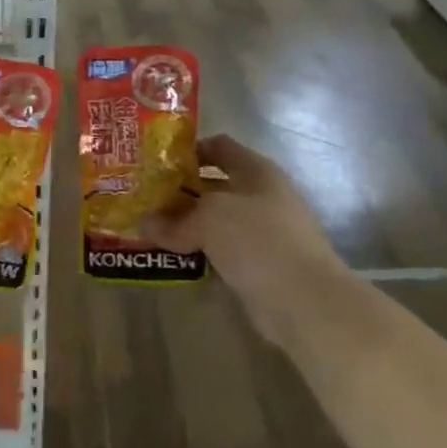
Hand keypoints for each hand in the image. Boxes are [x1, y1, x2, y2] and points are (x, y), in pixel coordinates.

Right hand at [147, 135, 348, 310]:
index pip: (219, 147)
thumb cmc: (258, 240)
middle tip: (143, 199)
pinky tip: (168, 258)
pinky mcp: (255, 266)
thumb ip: (175, 220)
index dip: (189, 150)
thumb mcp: (209, 219)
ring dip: (183, 227)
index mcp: (256, 171)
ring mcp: (260, 234)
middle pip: (212, 186)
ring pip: (212, 223)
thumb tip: (145, 224)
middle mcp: (260, 198)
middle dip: (178, 192)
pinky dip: (195, 255)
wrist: (303, 300)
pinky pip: (217, 253)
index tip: (156, 163)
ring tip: (147, 230)